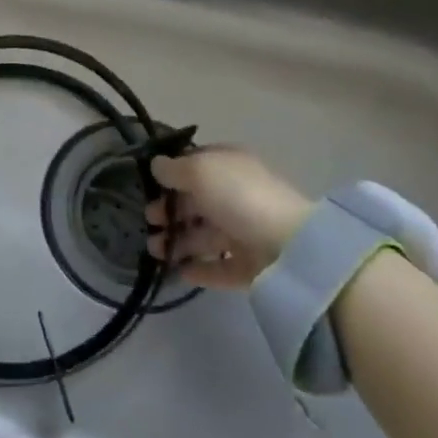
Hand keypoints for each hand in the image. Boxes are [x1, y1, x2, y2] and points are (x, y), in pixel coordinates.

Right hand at [144, 145, 312, 288]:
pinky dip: (200, 269)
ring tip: (154, 251)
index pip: (196, 165)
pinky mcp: (251, 266)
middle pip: (197, 202)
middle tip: (148, 222)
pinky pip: (220, 267)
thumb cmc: (238, 197)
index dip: (172, 174)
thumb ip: (173, 169)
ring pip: (205, 235)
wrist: (289, 247)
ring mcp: (246, 232)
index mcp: (229, 166)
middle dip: (170, 211)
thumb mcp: (200, 171)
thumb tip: (156, 165)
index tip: (149, 186)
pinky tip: (179, 273)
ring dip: (178, 241)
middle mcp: (237, 195)